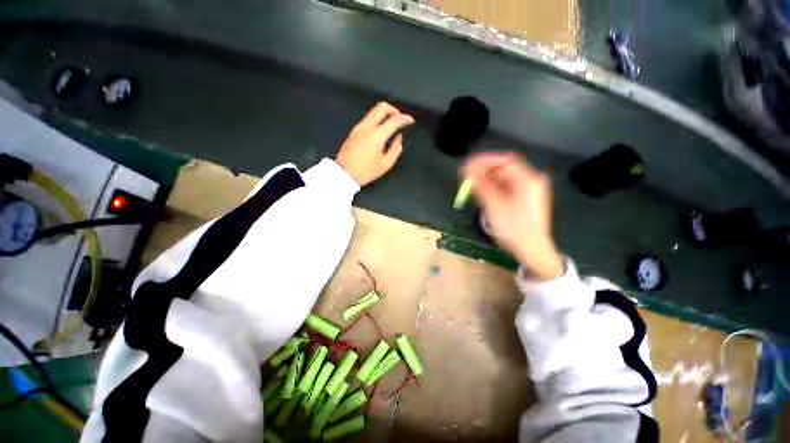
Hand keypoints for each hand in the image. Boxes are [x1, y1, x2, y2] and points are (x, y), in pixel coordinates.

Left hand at [335, 102, 414, 185]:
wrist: (344, 174)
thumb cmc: (366, 171)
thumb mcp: (385, 164)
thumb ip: (396, 149)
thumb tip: (399, 138)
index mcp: (377, 135)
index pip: (394, 120)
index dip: (405, 118)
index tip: (411, 121)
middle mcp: (367, 126)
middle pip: (381, 107)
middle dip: (394, 109)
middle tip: (400, 118)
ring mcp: (359, 127)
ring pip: (373, 111)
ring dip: (385, 114)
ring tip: (392, 124)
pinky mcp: (354, 130)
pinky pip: (368, 118)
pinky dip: (377, 119)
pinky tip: (381, 129)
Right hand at [462, 152, 563, 280]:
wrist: (532, 250)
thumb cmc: (514, 229)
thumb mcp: (494, 207)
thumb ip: (480, 186)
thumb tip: (466, 171)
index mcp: (528, 181)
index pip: (505, 160)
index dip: (485, 160)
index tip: (468, 164)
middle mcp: (530, 181)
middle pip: (504, 168)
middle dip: (484, 170)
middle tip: (466, 176)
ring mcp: (528, 189)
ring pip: (504, 177)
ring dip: (487, 179)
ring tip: (471, 185)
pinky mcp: (523, 198)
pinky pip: (506, 187)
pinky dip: (492, 187)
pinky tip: (482, 192)